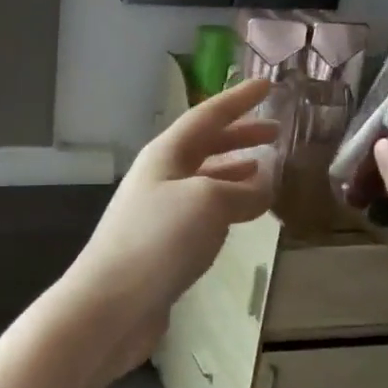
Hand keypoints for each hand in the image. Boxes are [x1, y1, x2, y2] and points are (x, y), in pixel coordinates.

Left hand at [61, 78, 277, 373]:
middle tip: (276, 130)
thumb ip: (243, 190)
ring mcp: (158, 211)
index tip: (268, 85)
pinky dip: (226, 204)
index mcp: (165, 154)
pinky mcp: (162, 245)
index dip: (239, 100)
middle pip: (203, 145)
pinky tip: (242, 214)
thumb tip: (264, 185)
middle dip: (239, 134)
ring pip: (203, 178)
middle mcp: (159, 176)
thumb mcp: (208, 203)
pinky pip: (201, 211)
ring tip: (266, 166)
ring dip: (234, 168)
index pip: (207, 115)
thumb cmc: (159, 240)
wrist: (111, 303)